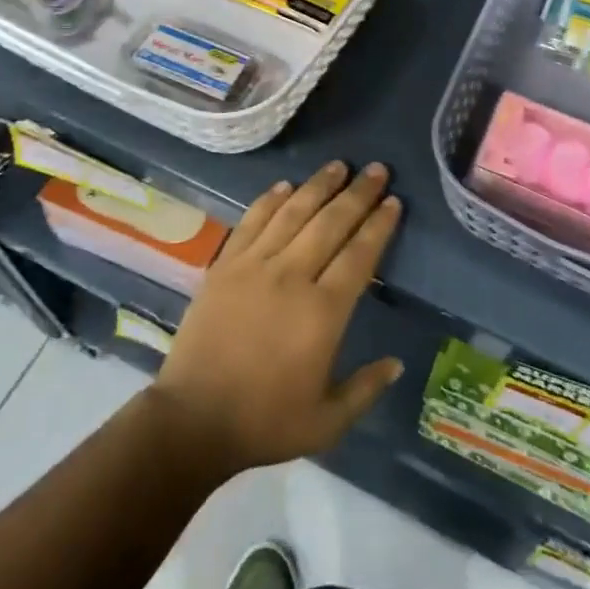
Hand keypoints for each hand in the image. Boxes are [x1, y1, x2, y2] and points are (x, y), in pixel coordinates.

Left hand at [150, 161, 402, 476]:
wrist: (192, 420)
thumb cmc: (264, 422)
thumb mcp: (327, 422)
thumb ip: (366, 389)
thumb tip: (397, 363)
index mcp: (323, 312)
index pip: (359, 255)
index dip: (378, 225)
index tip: (393, 201)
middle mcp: (292, 277)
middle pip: (331, 223)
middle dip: (357, 193)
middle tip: (376, 169)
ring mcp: (254, 266)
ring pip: (293, 212)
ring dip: (318, 186)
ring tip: (338, 165)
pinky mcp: (224, 266)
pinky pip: (252, 221)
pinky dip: (270, 199)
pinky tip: (286, 185)